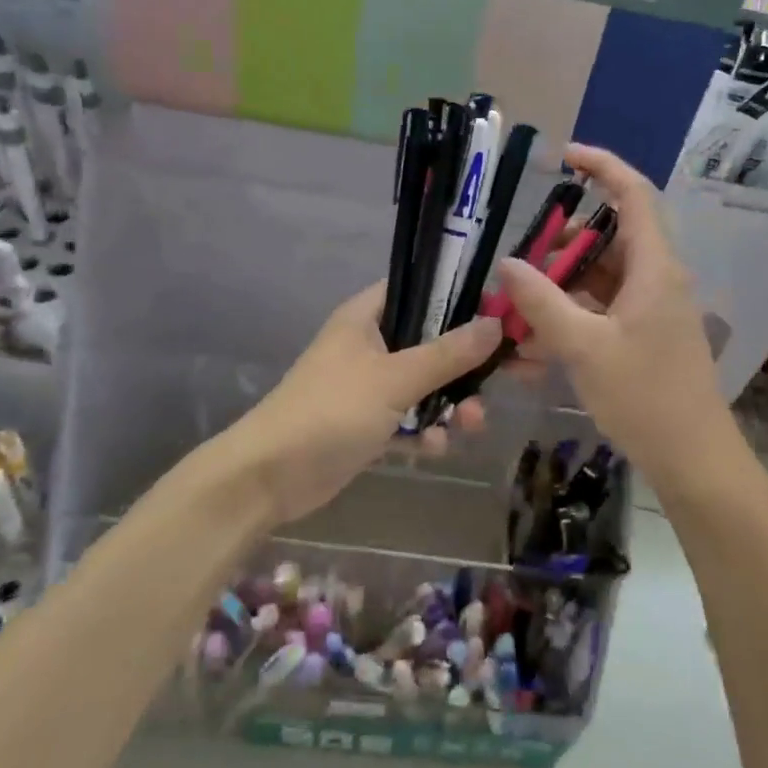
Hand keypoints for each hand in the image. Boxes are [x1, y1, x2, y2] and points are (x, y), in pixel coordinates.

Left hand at [241, 283, 497, 526]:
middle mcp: (370, 345)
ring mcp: (369, 386)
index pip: (419, 290)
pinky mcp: (369, 424)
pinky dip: (425, 432)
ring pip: (425, 386)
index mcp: (367, 317)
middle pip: (430, 343)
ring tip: (469, 426)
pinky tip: (434, 449)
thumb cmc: (331, 411)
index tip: (497, 315)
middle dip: (462, 368)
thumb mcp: (394, 379)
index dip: (458, 299)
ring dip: (450, 405)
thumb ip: (447, 353)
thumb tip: (496, 323)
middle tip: (490, 385)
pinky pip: (409, 419)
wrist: (270, 477)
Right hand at [497, 144, 738, 489]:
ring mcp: (651, 310)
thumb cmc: (645, 396)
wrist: (692, 459)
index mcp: (655, 268)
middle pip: (608, 240)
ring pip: (599, 281)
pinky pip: (601, 314)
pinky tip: (533, 352)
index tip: (565, 157)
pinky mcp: (643, 337)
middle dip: (561, 247)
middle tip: (522, 264)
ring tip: (516, 317)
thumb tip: (507, 264)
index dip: (603, 167)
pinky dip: (569, 322)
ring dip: (558, 293)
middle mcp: (657, 279)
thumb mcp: (585, 348)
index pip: (634, 195)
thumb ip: (542, 303)